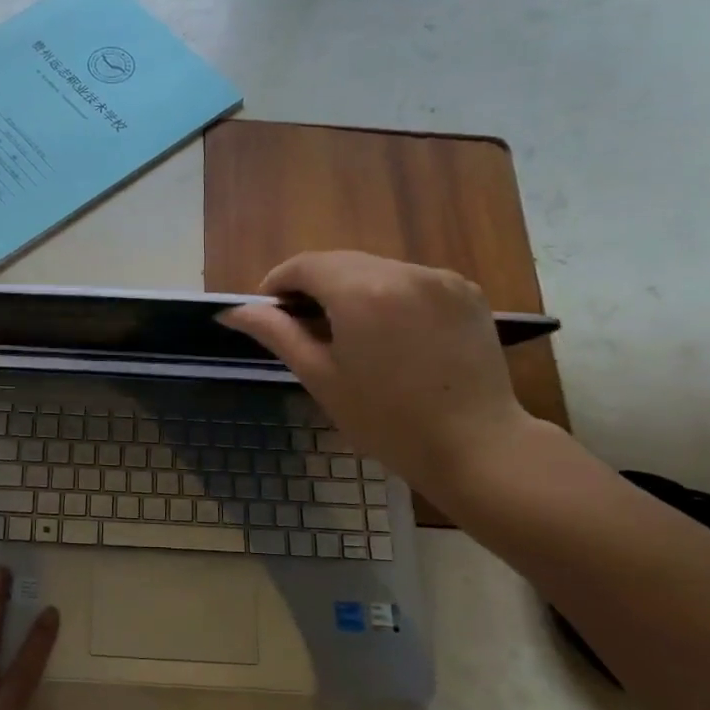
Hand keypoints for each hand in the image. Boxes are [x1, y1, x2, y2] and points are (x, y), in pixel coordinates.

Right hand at [220, 251, 534, 496]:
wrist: (477, 446)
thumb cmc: (387, 421)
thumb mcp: (321, 377)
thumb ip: (277, 333)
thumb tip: (233, 312)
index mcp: (361, 291)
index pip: (305, 265)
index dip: (279, 283)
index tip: (271, 312)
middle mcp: (402, 271)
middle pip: (341, 262)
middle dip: (315, 286)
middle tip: (305, 327)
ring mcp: (440, 278)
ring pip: (376, 269)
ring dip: (353, 290)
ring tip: (352, 334)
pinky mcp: (467, 291)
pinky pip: (412, 280)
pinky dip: (391, 296)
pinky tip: (393, 335)